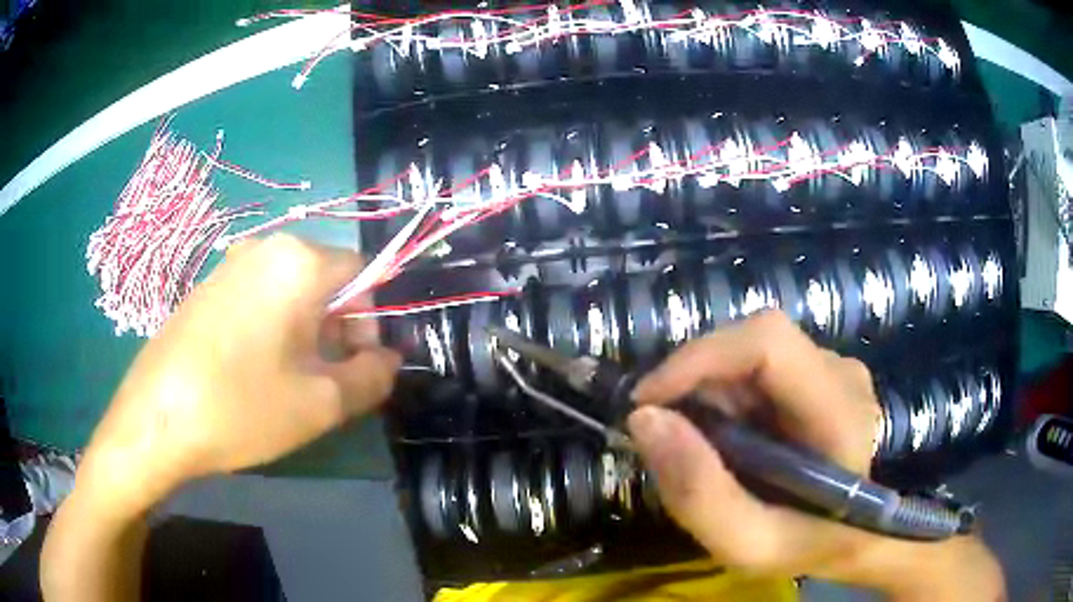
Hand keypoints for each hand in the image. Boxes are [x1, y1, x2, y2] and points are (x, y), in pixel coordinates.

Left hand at [78, 234, 400, 513]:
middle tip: (329, 381)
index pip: (365, 273)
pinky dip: (274, 329)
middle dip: (340, 328)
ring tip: (292, 382)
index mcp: (299, 262)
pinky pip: (259, 298)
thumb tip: (389, 360)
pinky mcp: (208, 287)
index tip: (361, 365)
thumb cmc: (242, 406)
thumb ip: (373, 376)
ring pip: (292, 291)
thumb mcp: (322, 403)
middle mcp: (265, 249)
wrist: (156, 417)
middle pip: (327, 280)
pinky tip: (256, 372)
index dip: (374, 321)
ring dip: (307, 332)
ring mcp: (231, 265)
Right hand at [629, 311, 1003, 599]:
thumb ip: (698, 491)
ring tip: (707, 446)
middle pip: (754, 345)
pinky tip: (732, 437)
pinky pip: (762, 366)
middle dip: (698, 383)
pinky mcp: (824, 373)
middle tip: (670, 435)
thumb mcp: (746, 543)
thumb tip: (644, 419)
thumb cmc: (805, 544)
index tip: (645, 400)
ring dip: (713, 393)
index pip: (768, 342)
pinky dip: (729, 396)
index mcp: (840, 412)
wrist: (849, 535)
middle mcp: (843, 372)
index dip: (700, 356)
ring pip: (754, 354)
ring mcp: (837, 368)